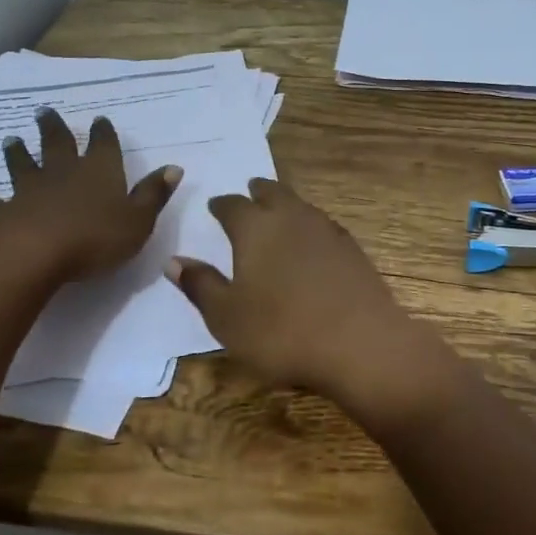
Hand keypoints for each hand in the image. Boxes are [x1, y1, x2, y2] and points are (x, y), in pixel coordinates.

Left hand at [0, 109, 180, 282]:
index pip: (104, 145)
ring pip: (22, 165)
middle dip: (54, 129)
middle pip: (58, 145)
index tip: (100, 120)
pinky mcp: (1, 212)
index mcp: (99, 172)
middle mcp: (63, 173)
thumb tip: (174, 167)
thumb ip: (154, 194)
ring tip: (10, 139)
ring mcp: (29, 191)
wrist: (36, 254)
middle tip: (44, 112)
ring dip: (17, 153)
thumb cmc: (96, 238)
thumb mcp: (139, 220)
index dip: (103, 133)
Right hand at [164, 179, 460, 433]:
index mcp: (255, 228)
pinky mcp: (353, 250)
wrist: (360, 343)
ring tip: (279, 211)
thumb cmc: (281, 332)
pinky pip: (323, 226)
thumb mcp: (227, 317)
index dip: (221, 205)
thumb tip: (174, 260)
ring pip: (301, 206)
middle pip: (273, 193)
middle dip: (258, 191)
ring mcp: (327, 231)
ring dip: (287, 204)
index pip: (232, 206)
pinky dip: (310, 227)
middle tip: (250, 191)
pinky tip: (312, 241)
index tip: (214, 205)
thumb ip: (201, 285)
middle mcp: (292, 218)